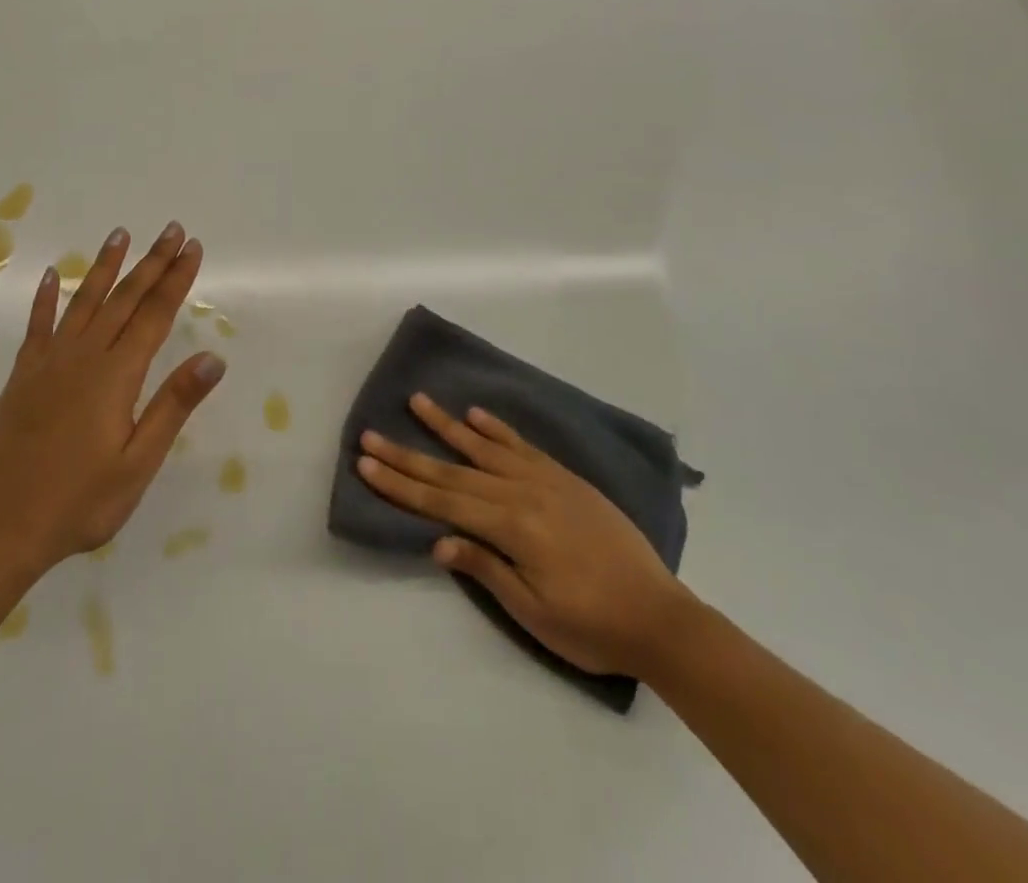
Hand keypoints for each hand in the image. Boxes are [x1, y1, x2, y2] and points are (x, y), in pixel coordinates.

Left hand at [0, 222, 225, 573]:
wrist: (3, 525)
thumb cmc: (81, 501)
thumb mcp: (139, 462)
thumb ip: (173, 405)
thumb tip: (212, 358)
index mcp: (116, 375)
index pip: (155, 315)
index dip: (176, 279)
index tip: (192, 247)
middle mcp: (84, 356)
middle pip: (124, 298)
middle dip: (151, 262)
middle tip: (171, 229)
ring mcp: (49, 361)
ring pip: (83, 301)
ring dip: (104, 266)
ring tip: (119, 235)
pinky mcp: (24, 375)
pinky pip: (37, 325)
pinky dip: (45, 298)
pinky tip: (49, 276)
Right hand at [357, 394, 692, 677]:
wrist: (662, 618)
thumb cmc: (593, 626)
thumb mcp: (535, 611)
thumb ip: (486, 568)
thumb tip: (438, 540)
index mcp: (511, 527)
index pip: (441, 502)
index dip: (400, 484)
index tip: (366, 463)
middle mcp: (522, 493)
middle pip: (452, 472)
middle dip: (407, 455)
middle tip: (370, 434)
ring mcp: (545, 481)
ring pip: (484, 448)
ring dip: (446, 425)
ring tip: (416, 401)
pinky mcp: (565, 479)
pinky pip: (522, 446)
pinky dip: (496, 429)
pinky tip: (475, 414)